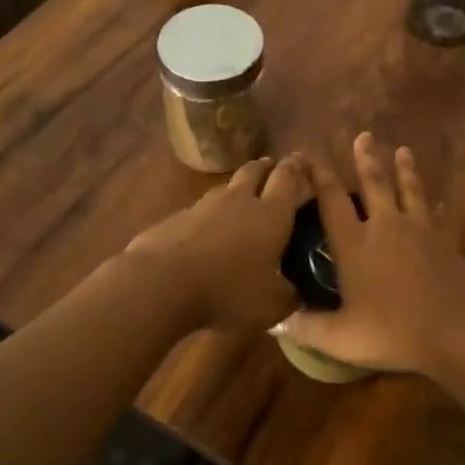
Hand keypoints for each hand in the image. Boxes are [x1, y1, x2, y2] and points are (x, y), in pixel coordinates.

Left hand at [123, 154, 312, 332]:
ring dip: (236, 188)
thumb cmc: (228, 291)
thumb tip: (298, 294)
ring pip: (225, 187)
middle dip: (266, 167)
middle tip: (272, 167)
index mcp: (271, 214)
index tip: (302, 159)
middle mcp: (239, 201)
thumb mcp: (271, 305)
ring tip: (241, 195)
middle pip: (254, 172)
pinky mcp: (176, 219)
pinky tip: (207, 230)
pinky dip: (209, 215)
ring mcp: (204, 206)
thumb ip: (289, 296)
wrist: (162, 282)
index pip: (288, 179)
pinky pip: (199, 210)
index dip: (297, 167)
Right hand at [278, 134, 464, 375]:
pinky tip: (440, 203)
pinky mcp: (446, 241)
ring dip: (406, 169)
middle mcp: (386, 227)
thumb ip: (307, 327)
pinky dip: (439, 209)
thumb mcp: (342, 338)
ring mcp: (420, 230)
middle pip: (374, 184)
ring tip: (403, 150)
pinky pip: (441, 218)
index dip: (320, 178)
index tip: (310, 159)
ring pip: (410, 190)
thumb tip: (274, 322)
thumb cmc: (393, 332)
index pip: (332, 202)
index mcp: (356, 244)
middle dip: (366, 159)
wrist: (455, 330)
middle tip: (364, 136)